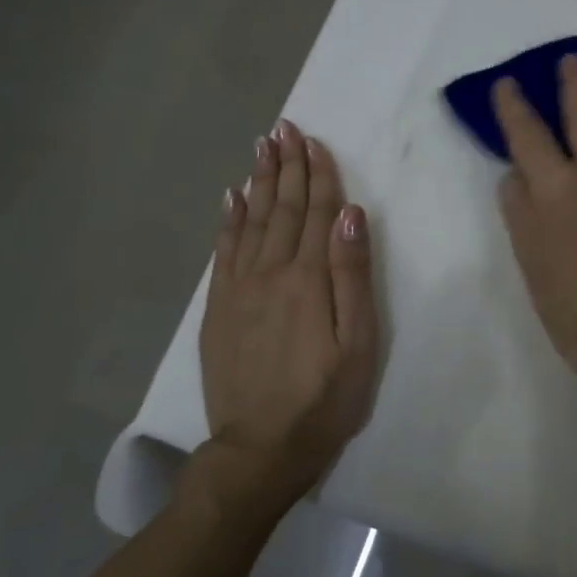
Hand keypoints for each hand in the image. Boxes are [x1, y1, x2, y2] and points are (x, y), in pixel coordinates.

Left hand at [201, 121, 378, 501]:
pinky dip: (229, 220)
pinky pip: (224, 251)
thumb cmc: (324, 399)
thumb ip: (353, 275)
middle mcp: (270, 272)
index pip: (316, 213)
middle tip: (283, 128)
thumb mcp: (358, 343)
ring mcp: (239, 289)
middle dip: (285, 166)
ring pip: (251, 222)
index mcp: (308, 278)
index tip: (313, 140)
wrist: (260, 449)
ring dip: (259, 182)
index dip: (317, 174)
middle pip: (281, 208)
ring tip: (261, 148)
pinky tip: (232, 198)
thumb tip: (349, 214)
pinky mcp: (219, 309)